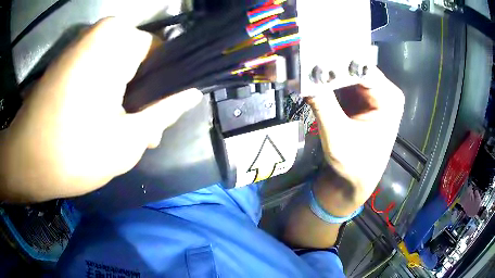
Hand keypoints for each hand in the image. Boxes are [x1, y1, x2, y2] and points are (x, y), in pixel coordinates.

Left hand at [0, 18, 201, 201]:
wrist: (25, 161)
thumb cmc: (72, 153)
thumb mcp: (128, 139)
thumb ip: (165, 111)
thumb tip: (192, 92)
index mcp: (116, 40)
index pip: (162, 54)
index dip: (165, 88)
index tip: (158, 120)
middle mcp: (100, 32)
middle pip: (140, 61)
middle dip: (142, 97)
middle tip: (138, 134)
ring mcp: (82, 44)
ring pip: (120, 66)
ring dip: (124, 99)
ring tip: (117, 132)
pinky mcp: (69, 60)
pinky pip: (100, 69)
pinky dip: (105, 94)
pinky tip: (99, 122)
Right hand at [307, 67, 403, 208]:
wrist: (354, 180)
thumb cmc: (354, 165)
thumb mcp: (337, 137)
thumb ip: (322, 105)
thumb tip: (302, 77)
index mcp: (389, 99)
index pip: (361, 70)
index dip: (336, 64)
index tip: (311, 60)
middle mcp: (385, 92)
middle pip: (354, 68)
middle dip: (330, 68)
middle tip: (305, 64)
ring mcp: (374, 93)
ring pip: (347, 74)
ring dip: (327, 74)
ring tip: (306, 71)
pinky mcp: (362, 98)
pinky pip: (343, 83)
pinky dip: (329, 83)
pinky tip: (315, 81)